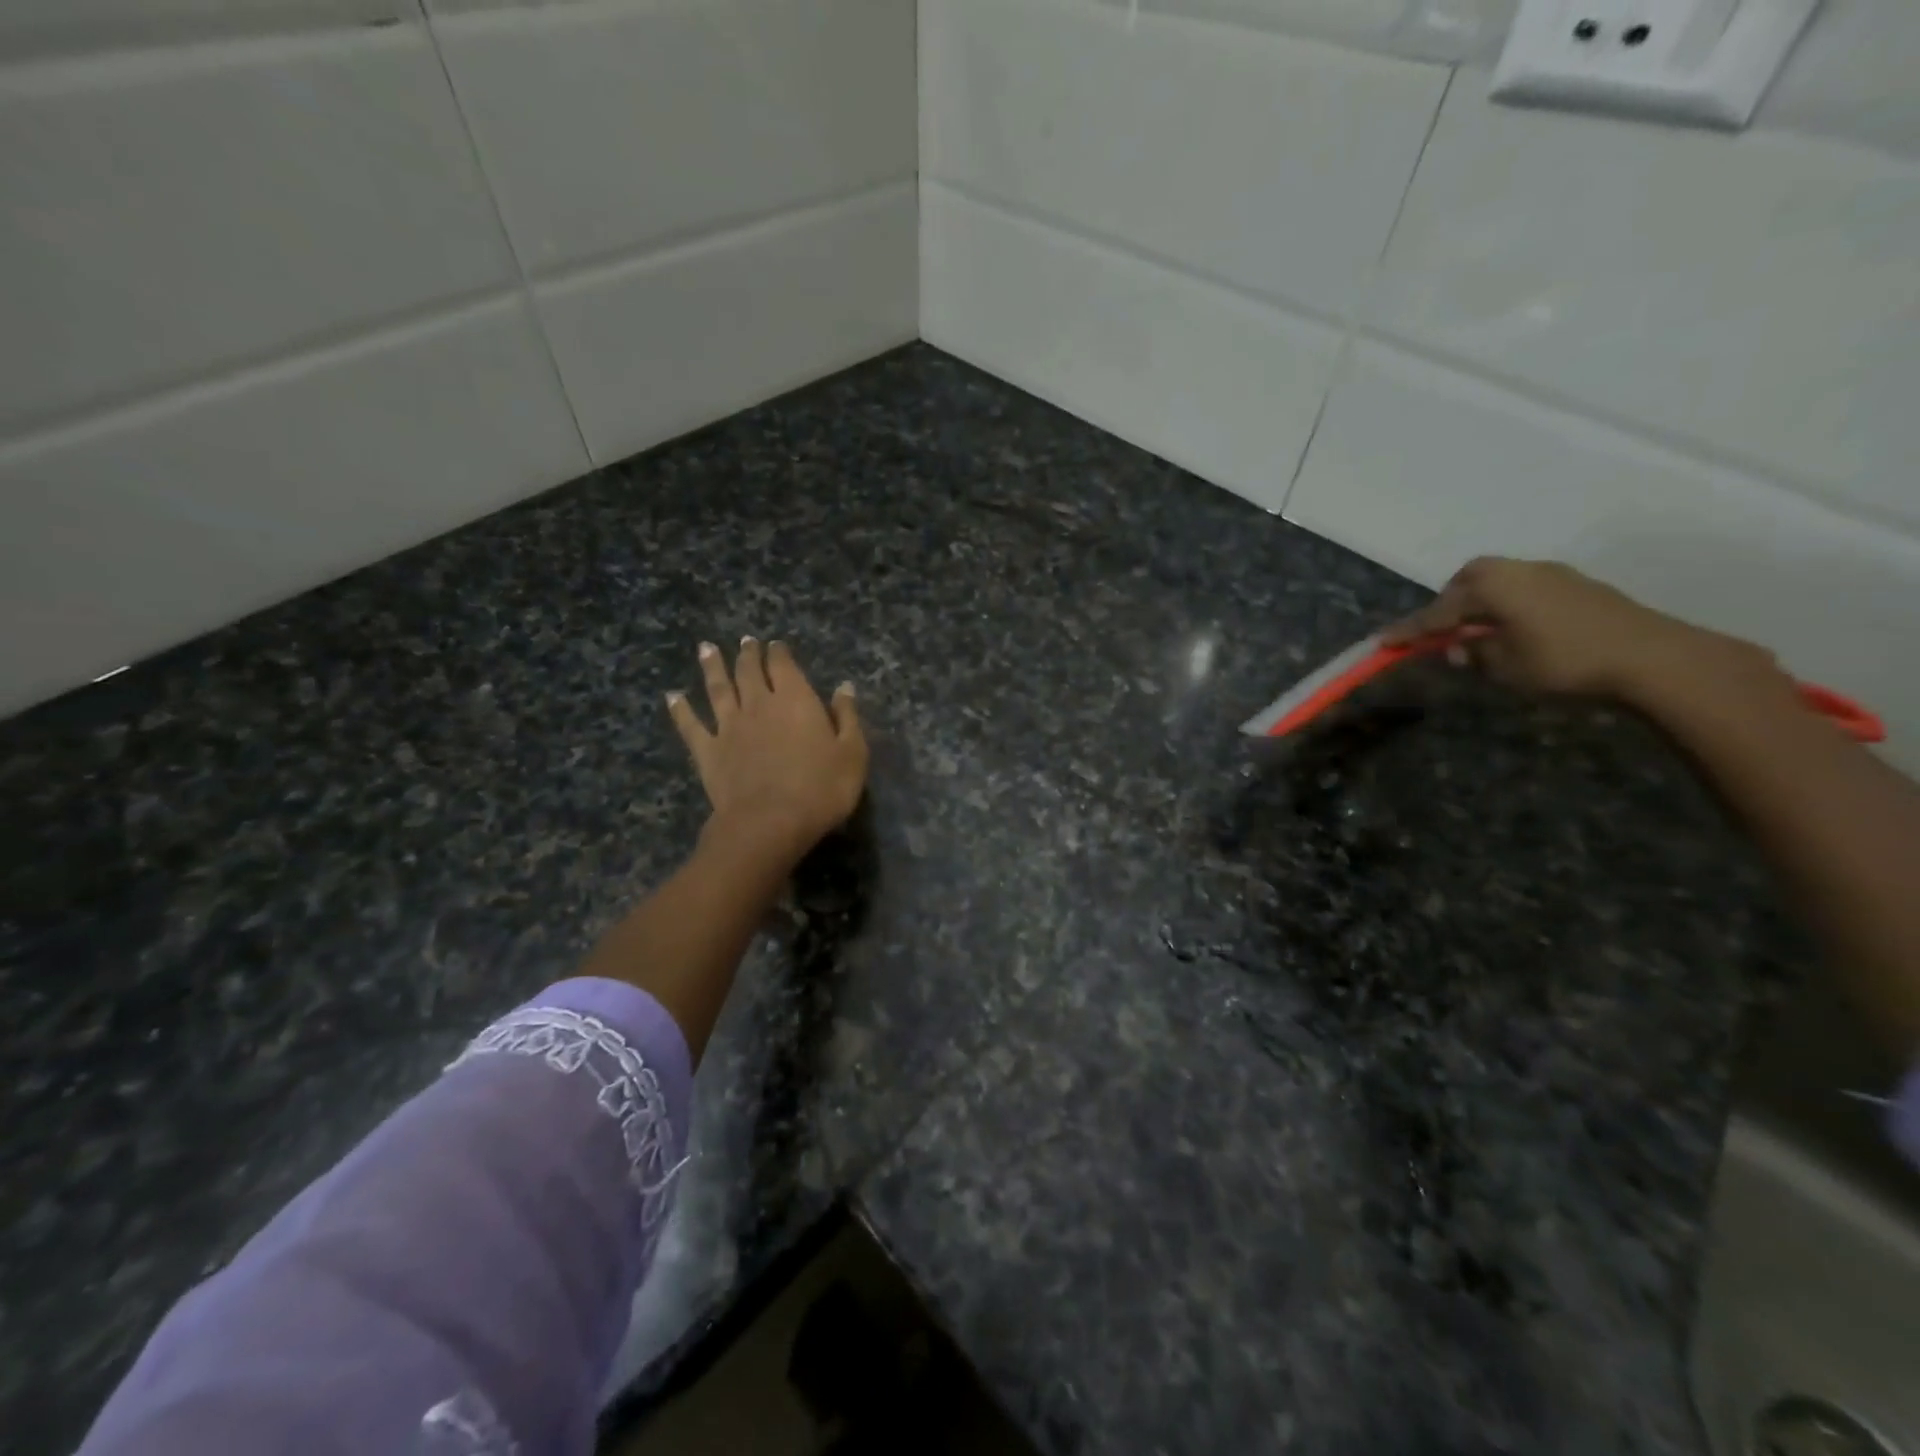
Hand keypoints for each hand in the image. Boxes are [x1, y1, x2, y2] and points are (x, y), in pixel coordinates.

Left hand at [667, 637, 867, 862]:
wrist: (769, 823)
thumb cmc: (821, 789)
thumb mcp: (852, 753)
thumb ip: (847, 717)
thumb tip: (844, 687)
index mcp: (795, 699)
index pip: (784, 666)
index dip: (779, 652)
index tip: (775, 644)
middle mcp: (758, 704)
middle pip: (749, 671)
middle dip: (748, 654)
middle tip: (745, 641)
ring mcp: (729, 726)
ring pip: (718, 688)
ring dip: (712, 667)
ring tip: (706, 648)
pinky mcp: (708, 751)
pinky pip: (690, 725)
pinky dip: (680, 709)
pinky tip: (672, 697)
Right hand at [1385, 557, 1781, 705]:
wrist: (1654, 658)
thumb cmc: (1565, 662)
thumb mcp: (1506, 666)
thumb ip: (1474, 654)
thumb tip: (1457, 648)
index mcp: (1492, 587)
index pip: (1438, 612)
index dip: (1410, 630)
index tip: (1383, 643)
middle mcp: (1519, 571)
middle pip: (1470, 578)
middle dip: (1449, 602)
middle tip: (1441, 631)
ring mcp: (1553, 575)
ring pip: (1501, 581)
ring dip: (1481, 602)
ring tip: (1478, 632)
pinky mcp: (1579, 587)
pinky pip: (1525, 589)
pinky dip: (1508, 605)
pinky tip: (1515, 629)